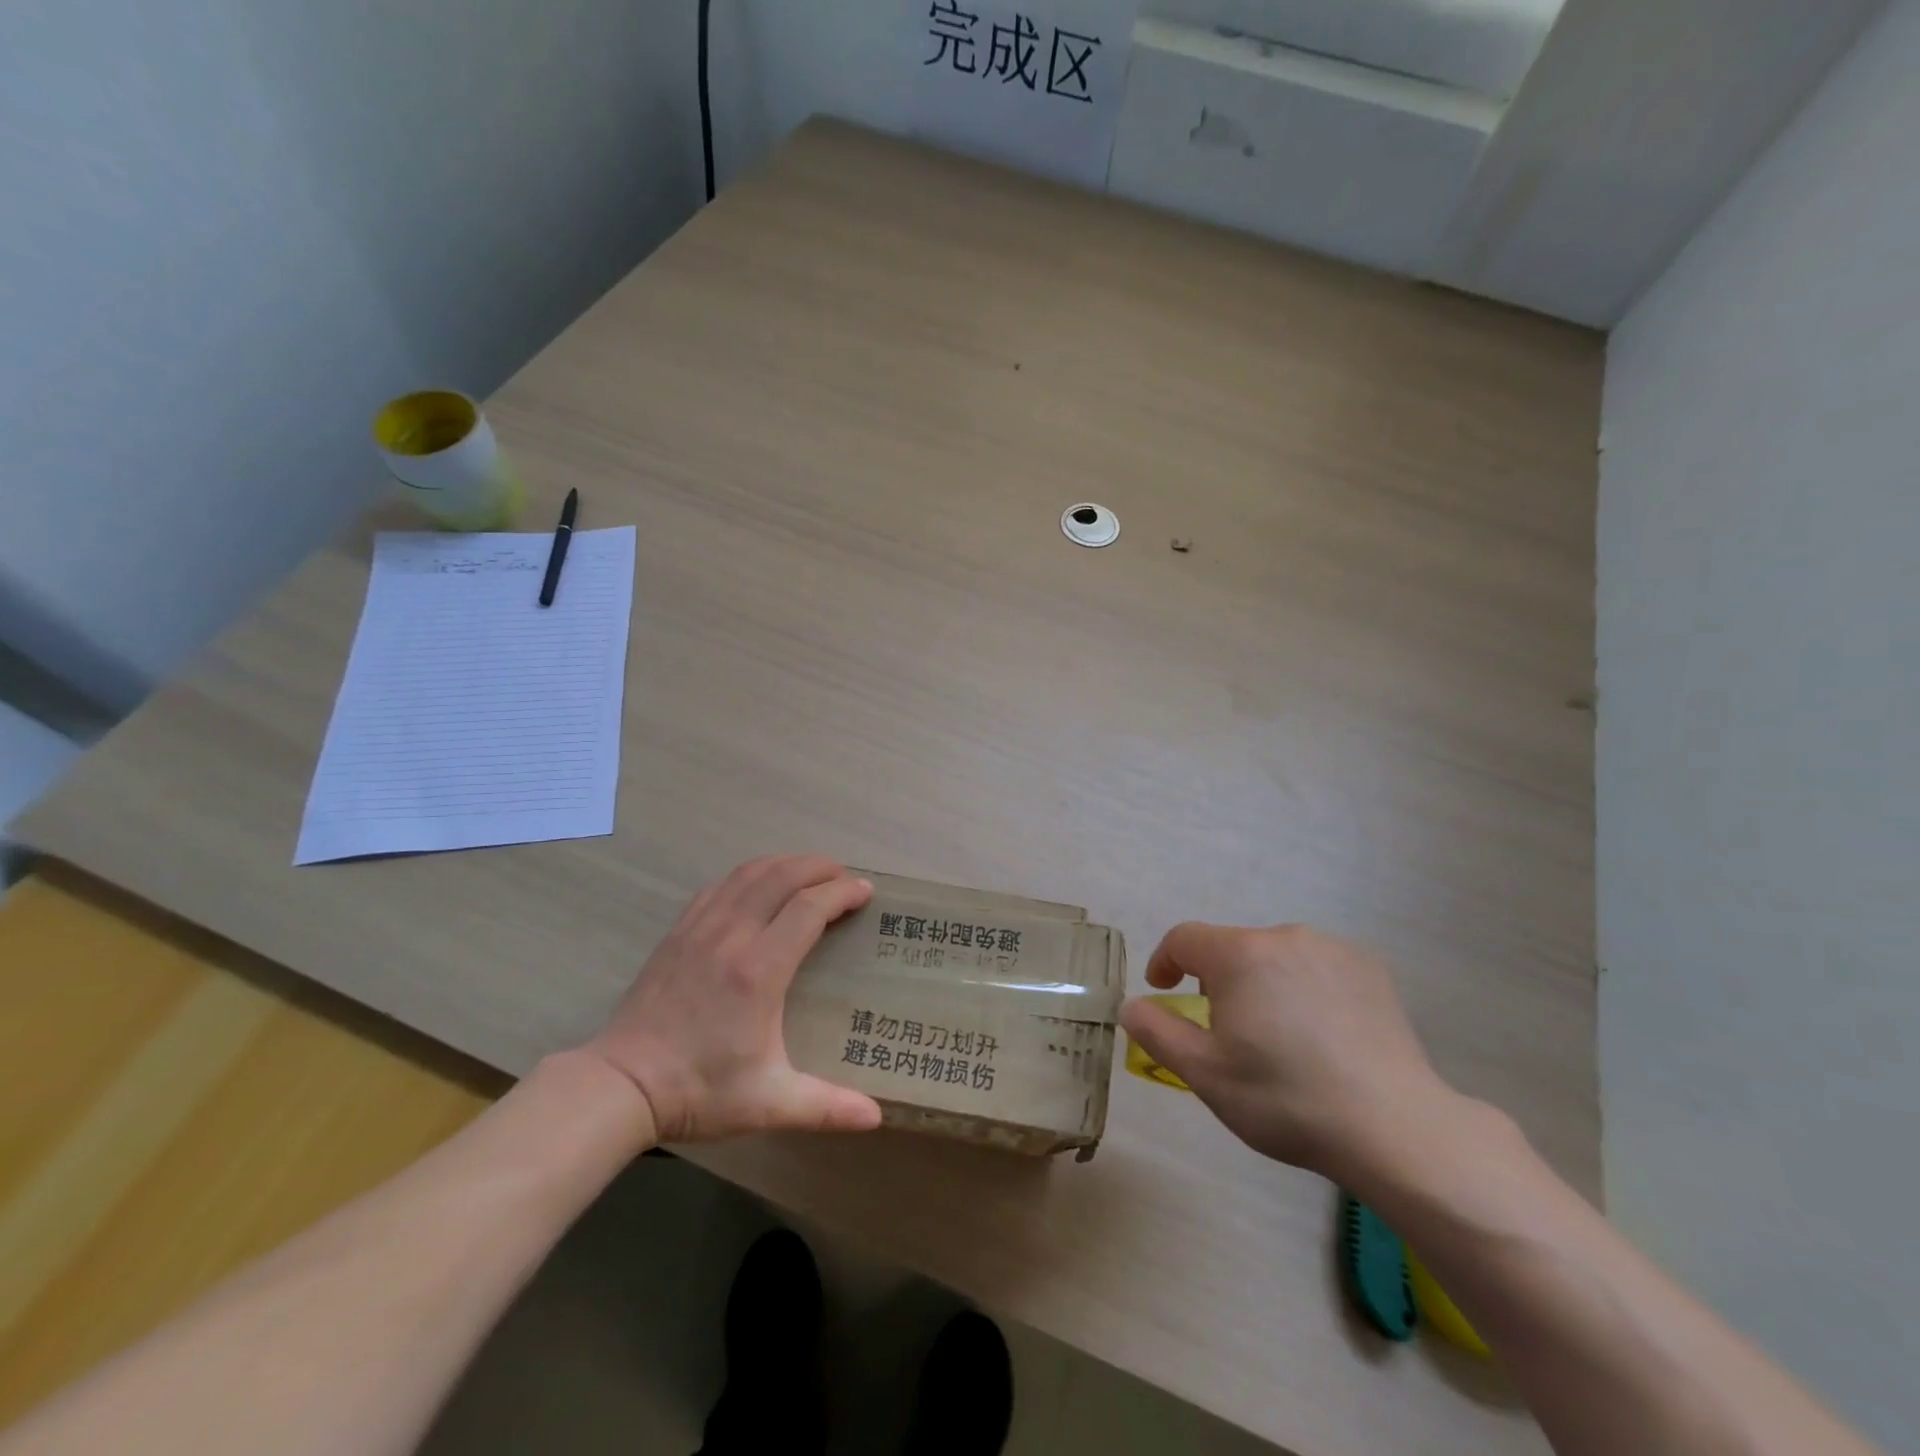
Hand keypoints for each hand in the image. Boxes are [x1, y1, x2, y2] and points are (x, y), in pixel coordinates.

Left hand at [582, 856, 884, 1143]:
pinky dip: (748, 875)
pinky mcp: (678, 932)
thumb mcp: (768, 1103)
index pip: (809, 908)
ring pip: (749, 873)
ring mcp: (700, 928)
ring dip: (785, 864)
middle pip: (782, 876)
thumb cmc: (699, 1090)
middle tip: (843, 875)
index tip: (865, 891)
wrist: (620, 1085)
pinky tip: (757, 886)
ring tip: (808, 871)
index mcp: (760, 970)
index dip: (842, 892)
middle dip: (819, 867)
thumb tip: (876, 1117)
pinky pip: (719, 886)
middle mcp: (732, 936)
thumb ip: (825, 1107)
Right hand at [1119, 924, 1457, 1183]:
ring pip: (1275, 957)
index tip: (1164, 991)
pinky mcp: (1370, 968)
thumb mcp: (1204, 1074)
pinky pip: (1316, 966)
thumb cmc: (1285, 1098)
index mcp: (1239, 955)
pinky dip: (1304, 988)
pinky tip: (1321, 1035)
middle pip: (1232, 948)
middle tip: (1227, 1033)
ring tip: (1278, 1038)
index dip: (1165, 961)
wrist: (1394, 1128)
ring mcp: (1332, 949)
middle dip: (1218, 981)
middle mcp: (1284, 937)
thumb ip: (1156, 1031)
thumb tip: (1131, 1004)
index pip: (1184, 939)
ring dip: (1262, 984)